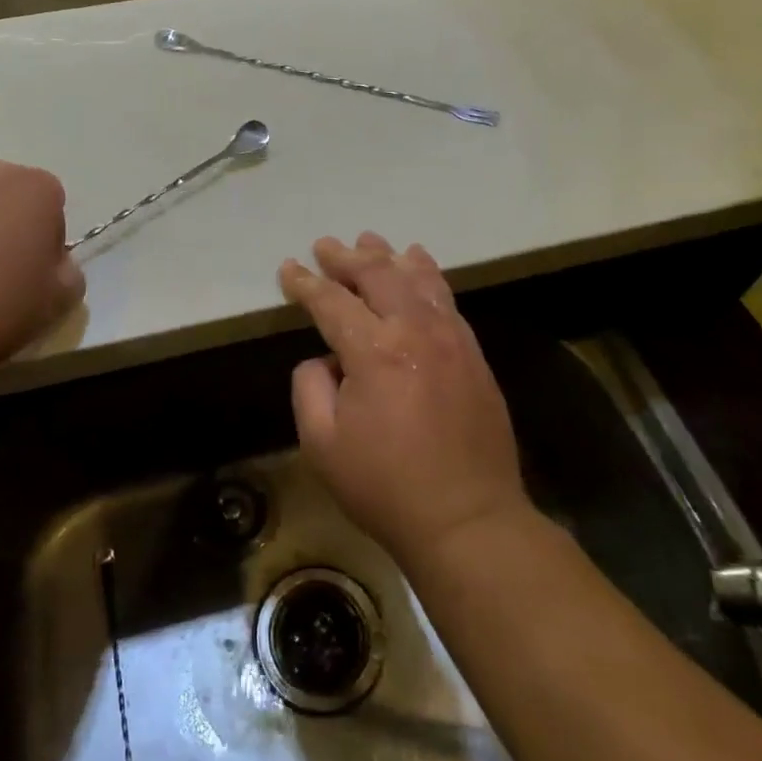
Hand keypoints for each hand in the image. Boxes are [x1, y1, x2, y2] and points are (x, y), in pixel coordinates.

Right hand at [279, 233, 528, 569]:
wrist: (468, 520)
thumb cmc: (385, 486)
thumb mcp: (322, 444)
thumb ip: (310, 387)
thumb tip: (325, 359)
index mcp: (374, 351)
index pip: (331, 302)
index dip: (305, 284)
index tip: (289, 269)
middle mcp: (415, 330)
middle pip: (377, 275)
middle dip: (346, 257)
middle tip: (325, 246)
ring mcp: (451, 338)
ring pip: (417, 278)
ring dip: (389, 256)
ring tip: (370, 240)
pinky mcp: (472, 353)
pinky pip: (447, 298)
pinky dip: (428, 274)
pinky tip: (419, 264)